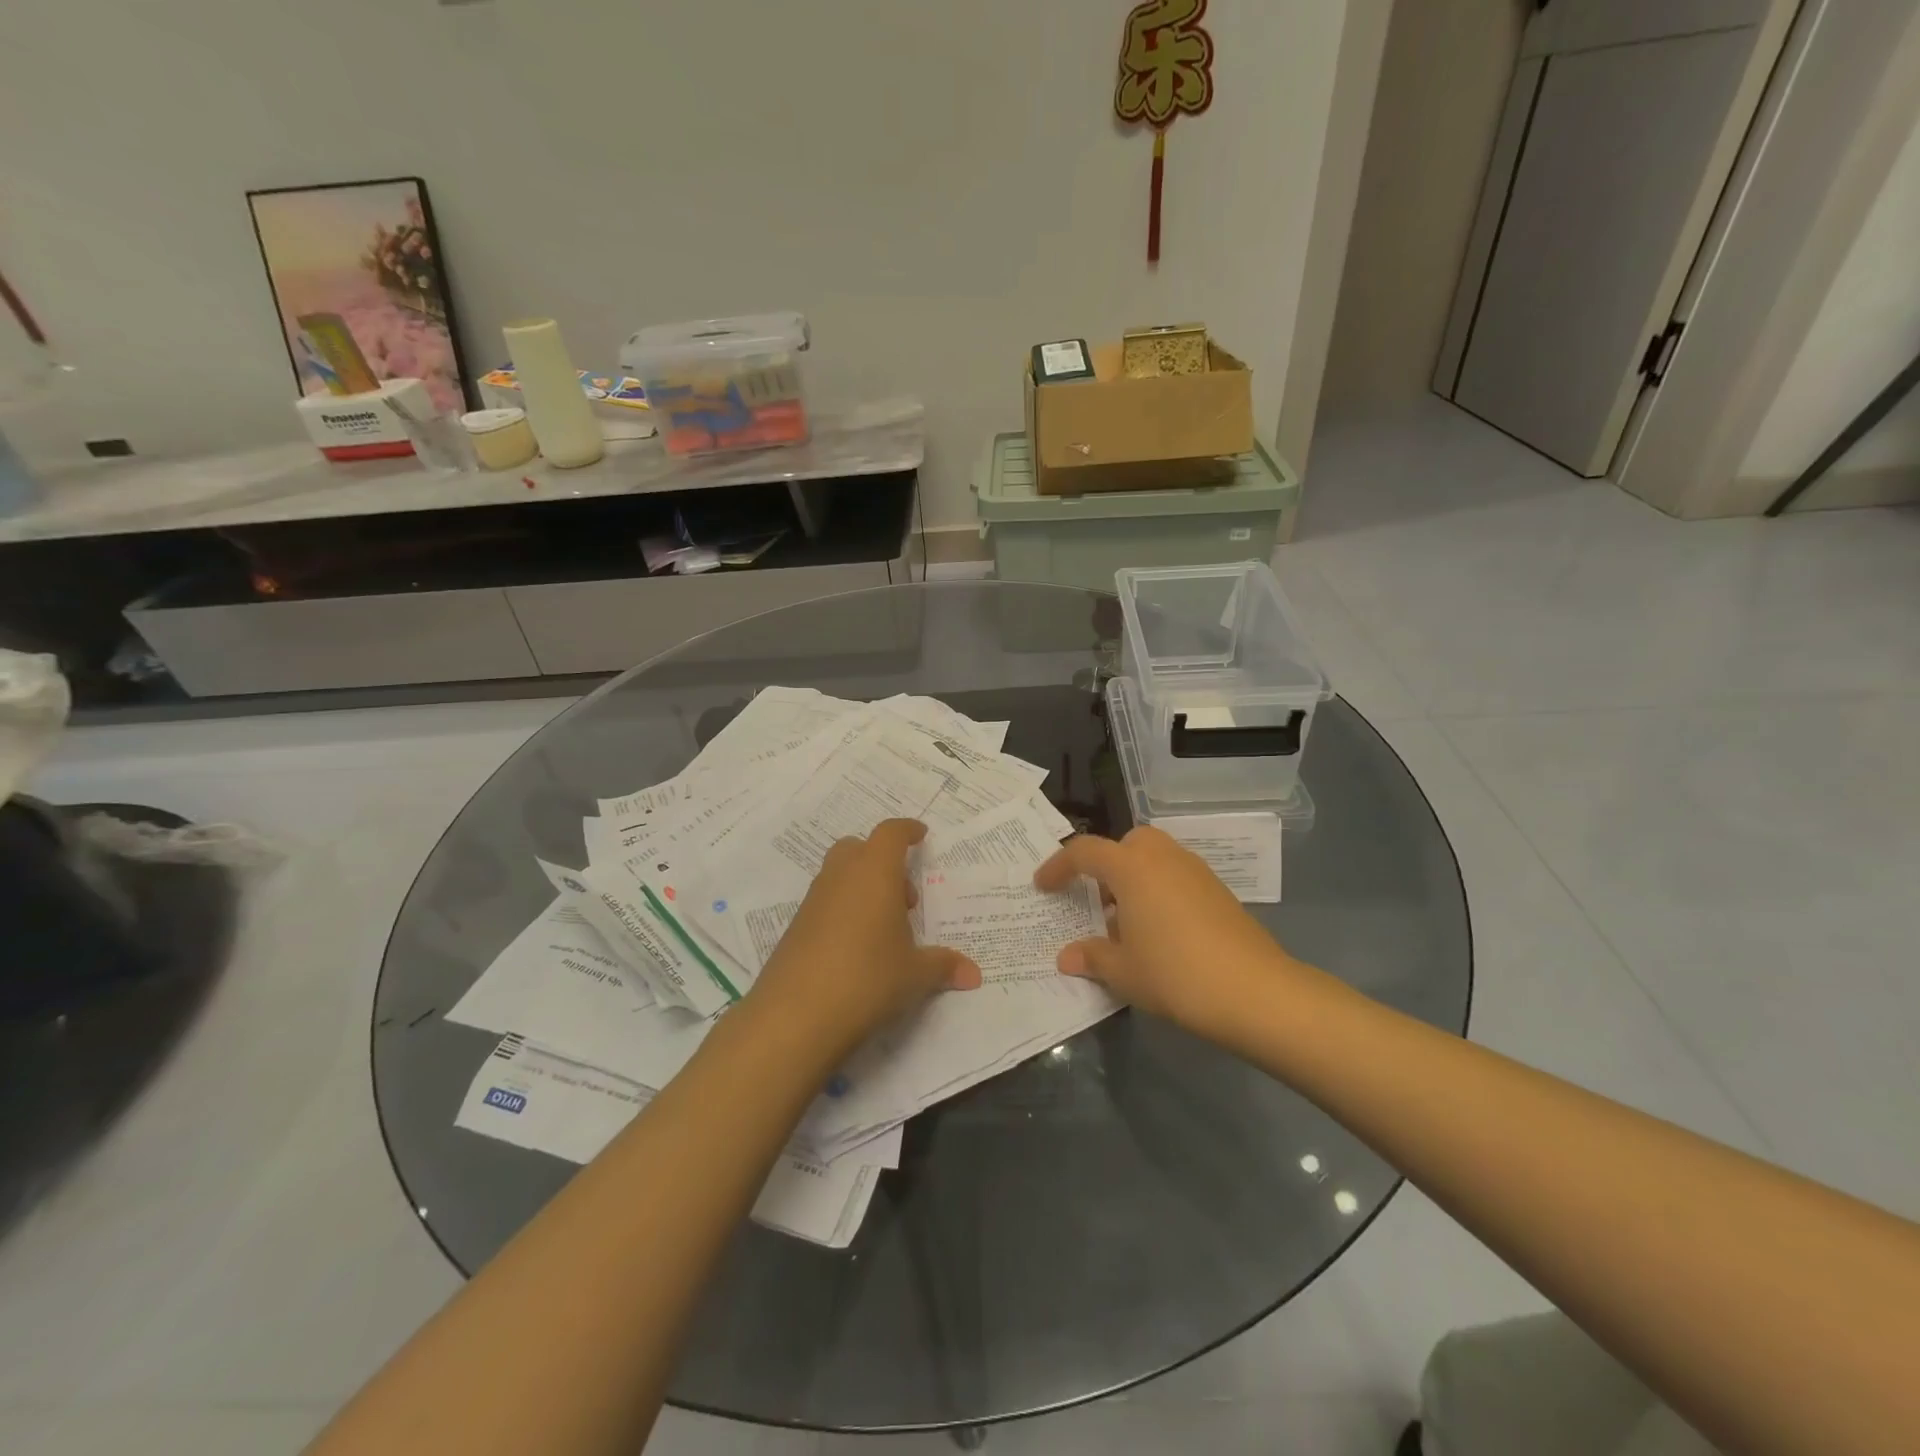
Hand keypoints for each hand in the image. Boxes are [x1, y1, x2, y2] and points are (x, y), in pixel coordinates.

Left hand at [749, 819, 980, 1060]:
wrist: (795, 1015)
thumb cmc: (867, 978)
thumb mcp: (914, 974)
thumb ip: (944, 966)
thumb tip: (974, 974)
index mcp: (874, 872)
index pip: (891, 833)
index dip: (907, 830)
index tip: (921, 835)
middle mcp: (841, 876)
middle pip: (859, 848)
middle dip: (882, 861)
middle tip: (904, 898)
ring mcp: (813, 901)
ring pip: (839, 875)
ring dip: (863, 888)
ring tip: (884, 929)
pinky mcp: (796, 927)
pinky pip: (826, 903)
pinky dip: (844, 912)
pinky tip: (857, 949)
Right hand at [1034, 826, 1301, 1042]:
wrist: (1255, 992)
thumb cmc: (1176, 974)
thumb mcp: (1124, 972)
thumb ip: (1092, 957)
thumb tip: (1067, 957)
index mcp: (1132, 867)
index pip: (1084, 852)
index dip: (1058, 866)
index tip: (1042, 886)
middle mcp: (1163, 857)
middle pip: (1126, 844)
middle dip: (1105, 864)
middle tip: (1094, 900)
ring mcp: (1195, 871)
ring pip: (1154, 859)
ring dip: (1133, 880)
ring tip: (1125, 924)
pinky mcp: (1218, 890)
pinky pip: (1175, 877)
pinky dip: (1158, 891)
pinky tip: (1159, 933)